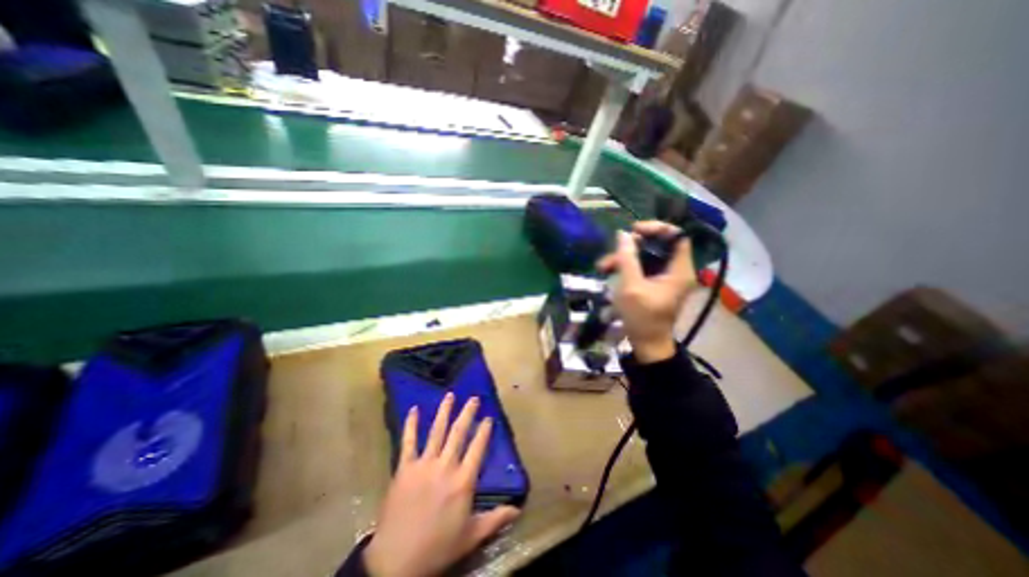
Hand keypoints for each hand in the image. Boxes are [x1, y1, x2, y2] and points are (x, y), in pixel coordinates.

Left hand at [363, 394, 523, 574]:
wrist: (396, 562)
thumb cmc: (438, 548)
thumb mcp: (471, 536)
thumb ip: (496, 519)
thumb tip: (519, 509)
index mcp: (464, 480)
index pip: (478, 448)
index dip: (484, 431)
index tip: (488, 417)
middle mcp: (446, 466)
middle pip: (459, 433)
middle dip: (467, 413)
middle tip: (473, 398)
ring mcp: (424, 464)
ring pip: (437, 431)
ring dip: (444, 411)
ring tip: (450, 395)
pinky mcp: (405, 467)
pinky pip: (408, 442)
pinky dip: (410, 425)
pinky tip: (413, 409)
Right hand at [595, 218, 699, 362]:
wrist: (646, 343)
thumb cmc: (641, 317)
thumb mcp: (631, 286)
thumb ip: (627, 258)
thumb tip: (623, 234)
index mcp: (680, 270)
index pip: (677, 236)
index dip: (657, 228)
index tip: (634, 231)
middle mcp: (676, 270)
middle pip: (658, 244)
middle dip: (632, 246)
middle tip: (613, 250)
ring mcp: (665, 277)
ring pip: (646, 256)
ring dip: (624, 258)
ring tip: (602, 267)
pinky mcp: (654, 283)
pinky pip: (641, 267)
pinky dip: (626, 267)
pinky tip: (608, 271)